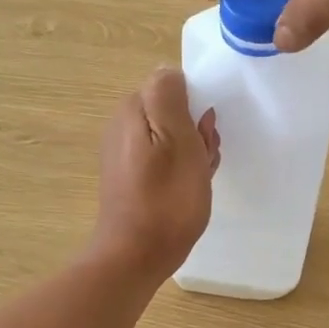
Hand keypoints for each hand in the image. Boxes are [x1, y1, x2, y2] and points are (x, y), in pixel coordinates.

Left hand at [90, 68, 219, 279]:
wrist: (137, 255)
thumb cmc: (166, 198)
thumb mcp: (178, 139)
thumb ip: (170, 96)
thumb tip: (169, 72)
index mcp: (133, 110)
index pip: (175, 88)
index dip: (197, 110)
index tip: (205, 137)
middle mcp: (123, 126)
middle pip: (174, 113)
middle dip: (197, 134)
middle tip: (204, 162)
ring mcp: (124, 154)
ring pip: (173, 138)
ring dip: (193, 154)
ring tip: (198, 180)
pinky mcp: (130, 178)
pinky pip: (164, 161)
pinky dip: (181, 171)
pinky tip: (187, 191)